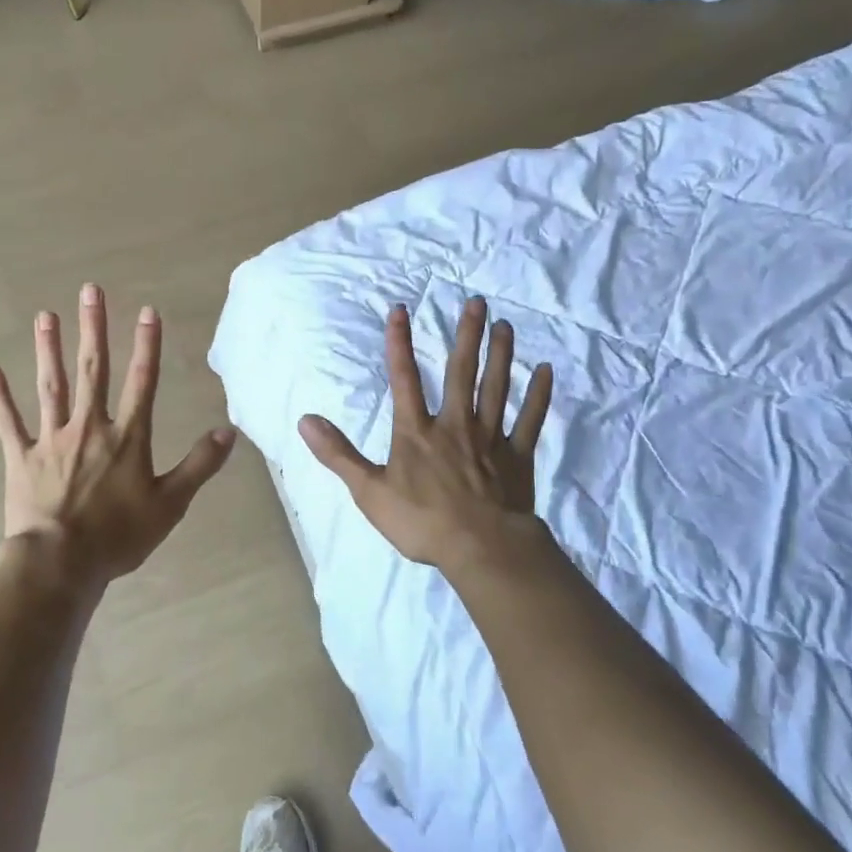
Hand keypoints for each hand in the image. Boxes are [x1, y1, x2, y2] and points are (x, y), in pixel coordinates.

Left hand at [0, 283, 236, 587]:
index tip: (147, 310)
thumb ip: (199, 465)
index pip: (141, 381)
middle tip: (89, 291)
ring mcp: (51, 440)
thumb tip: (228, 431)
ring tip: (45, 316)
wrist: (60, 563)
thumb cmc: (119, 536)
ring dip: (48, 350)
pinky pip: (8, 423)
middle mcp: (89, 427)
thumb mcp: (171, 504)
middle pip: (92, 370)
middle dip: (93, 329)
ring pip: (51, 386)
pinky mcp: (20, 458)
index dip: (147, 344)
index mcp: (127, 438)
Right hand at [299, 298, 552, 571]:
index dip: (399, 343)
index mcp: (417, 432)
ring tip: (505, 325)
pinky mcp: (518, 457)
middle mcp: (454, 425)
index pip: (404, 379)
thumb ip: (338, 454)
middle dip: (466, 335)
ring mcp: (490, 439)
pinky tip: (546, 372)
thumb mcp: (369, 491)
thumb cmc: (422, 522)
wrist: (481, 549)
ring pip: (496, 388)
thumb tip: (305, 420)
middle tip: (476, 302)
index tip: (400, 310)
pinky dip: (538, 396)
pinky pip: (530, 420)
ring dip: (501, 355)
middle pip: (461, 372)